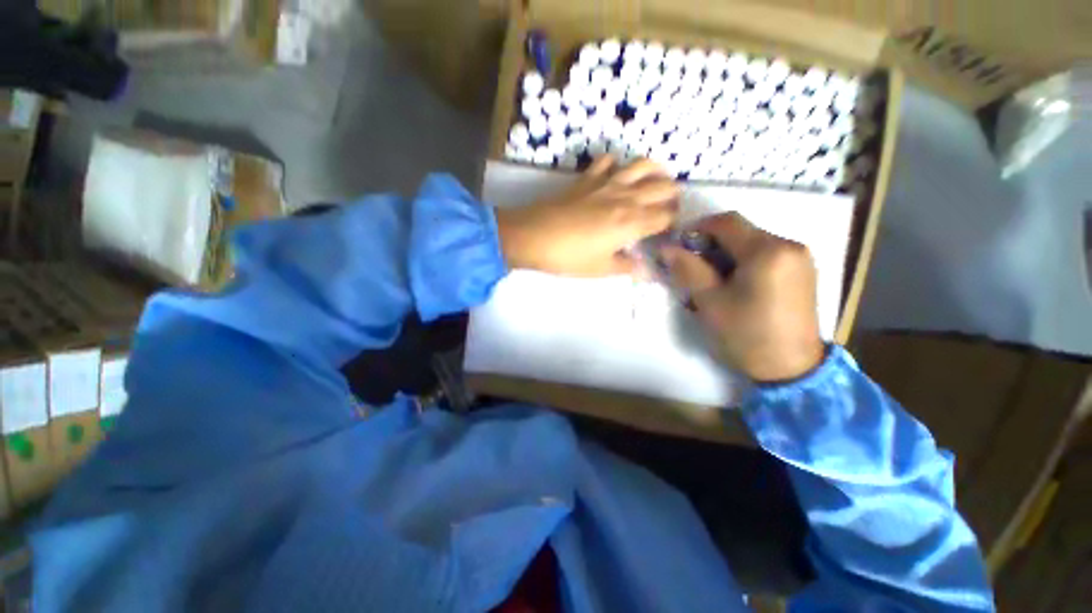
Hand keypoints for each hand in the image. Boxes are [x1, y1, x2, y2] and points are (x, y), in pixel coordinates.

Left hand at [495, 156, 678, 276]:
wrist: (533, 236)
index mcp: (632, 222)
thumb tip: (646, 271)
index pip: (664, 216)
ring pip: (641, 165)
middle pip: (661, 188)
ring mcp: (606, 183)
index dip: (672, 221)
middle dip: (672, 195)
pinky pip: (607, 161)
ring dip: (655, 170)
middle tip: (669, 206)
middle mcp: (626, 198)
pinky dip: (616, 163)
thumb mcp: (600, 269)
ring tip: (657, 179)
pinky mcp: (587, 178)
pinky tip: (615, 172)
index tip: (669, 228)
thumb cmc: (569, 257)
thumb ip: (626, 267)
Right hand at [662, 213, 824, 382]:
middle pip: (740, 231)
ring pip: (752, 242)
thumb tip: (666, 247)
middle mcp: (789, 245)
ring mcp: (799, 257)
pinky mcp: (802, 271)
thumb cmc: (746, 335)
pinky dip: (743, 261)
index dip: (696, 228)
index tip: (678, 247)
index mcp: (767, 251)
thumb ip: (687, 269)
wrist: (791, 370)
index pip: (726, 222)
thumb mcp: (709, 302)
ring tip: (710, 279)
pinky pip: (766, 254)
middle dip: (710, 244)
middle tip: (691, 267)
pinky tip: (732, 283)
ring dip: (725, 253)